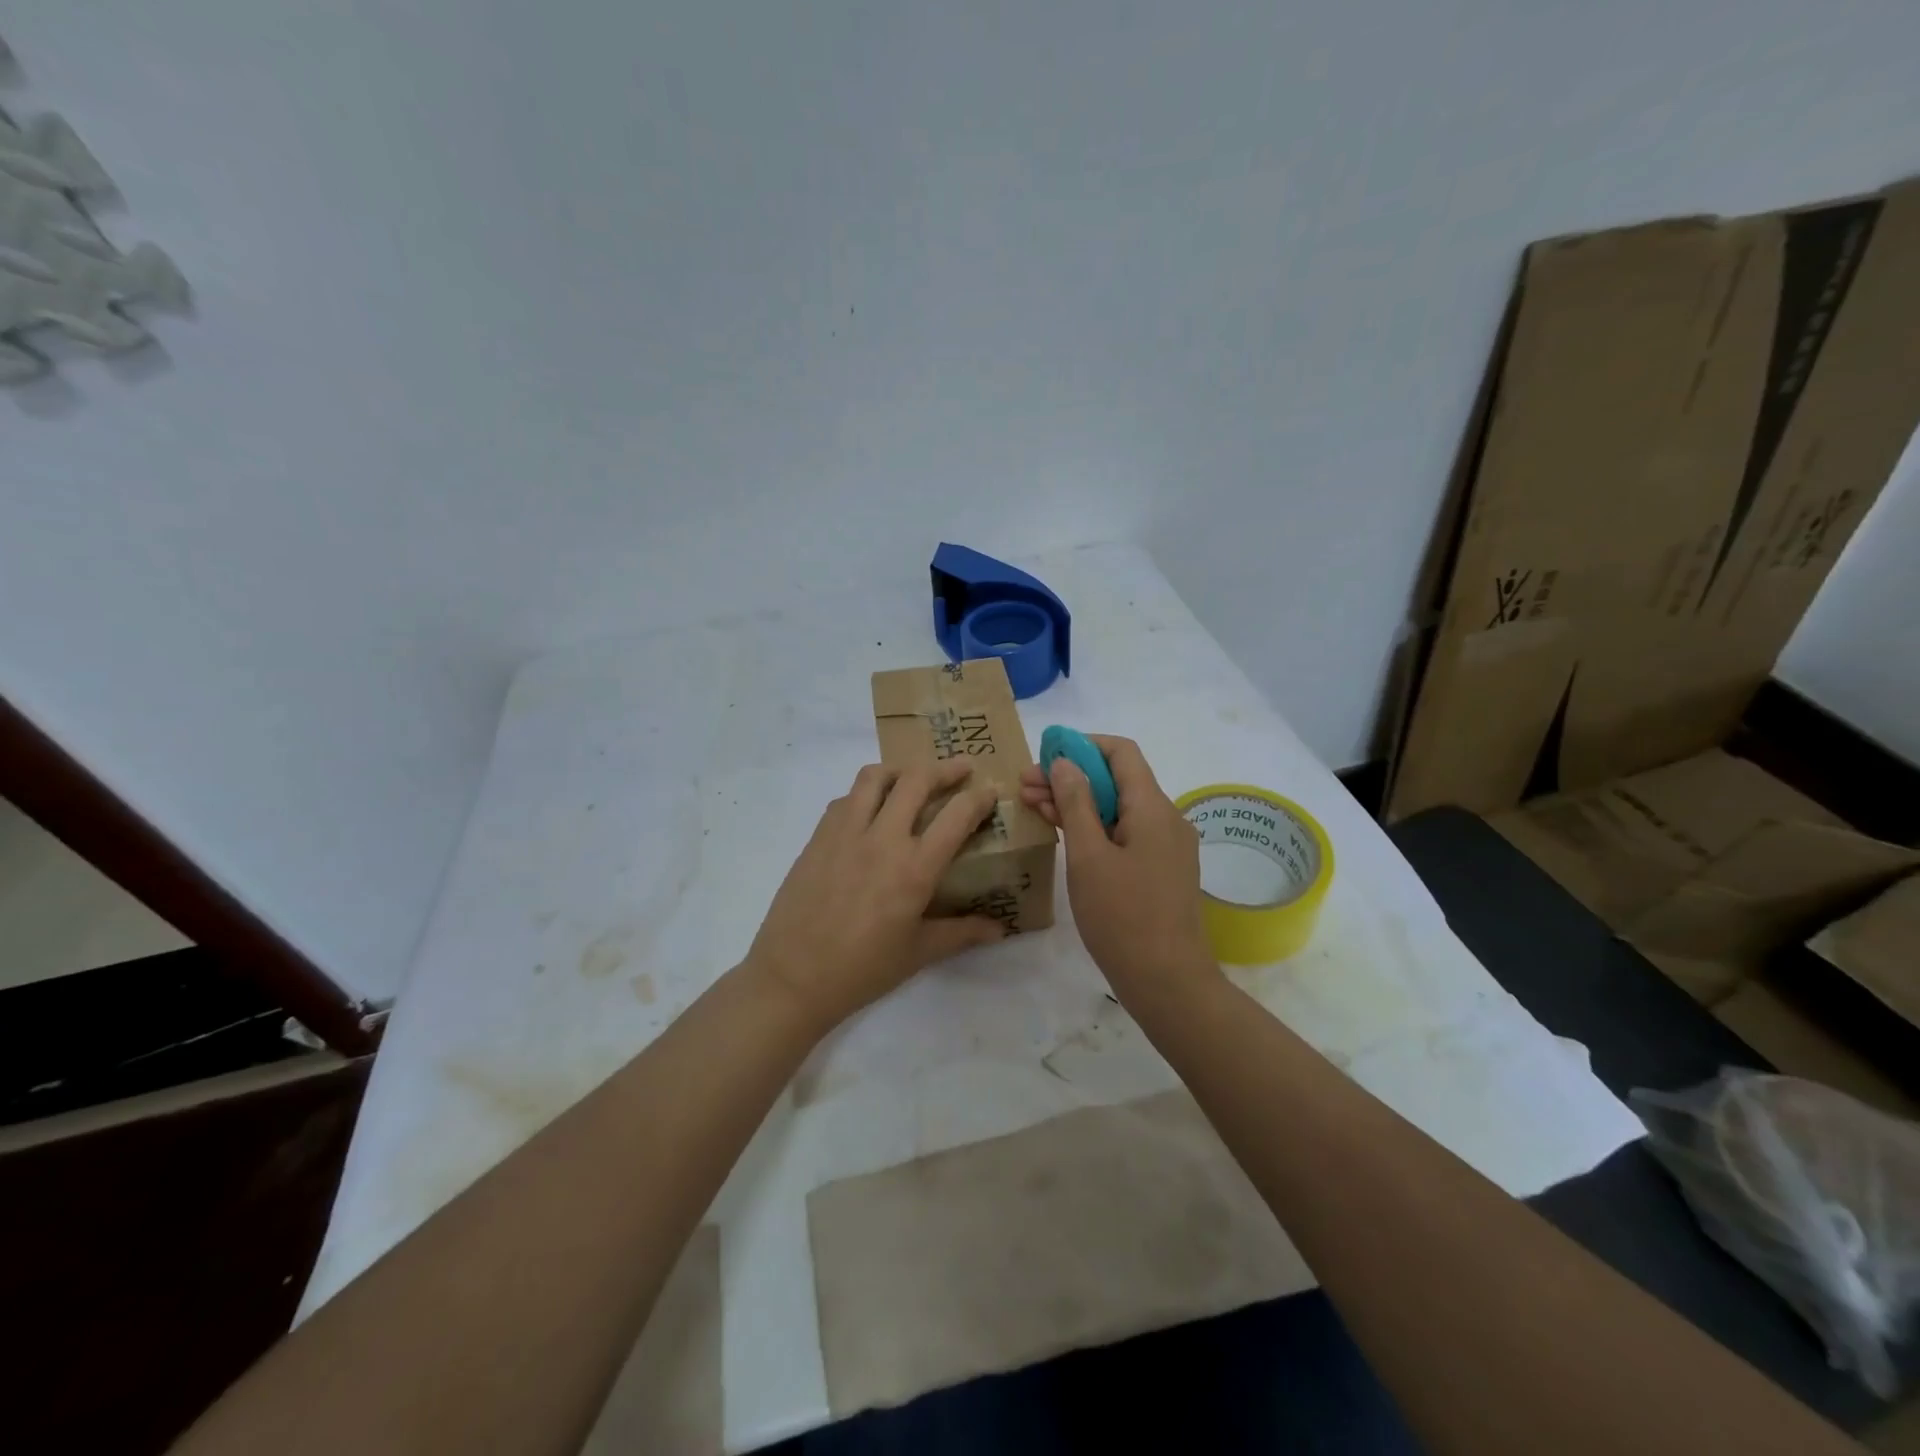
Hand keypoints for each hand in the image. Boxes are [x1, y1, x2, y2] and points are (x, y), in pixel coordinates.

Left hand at [745, 760, 1006, 1033]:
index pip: (957, 815)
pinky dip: (865, 794)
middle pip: (916, 780)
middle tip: (961, 768)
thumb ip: (962, 933)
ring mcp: (845, 833)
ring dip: (900, 770)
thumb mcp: (919, 953)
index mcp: (914, 868)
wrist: (793, 977)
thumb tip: (1000, 930)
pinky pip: (845, 799)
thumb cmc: (862, 970)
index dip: (979, 797)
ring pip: (874, 777)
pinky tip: (870, 812)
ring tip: (911, 779)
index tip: (991, 790)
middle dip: (945, 768)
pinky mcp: (818, 837)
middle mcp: (882, 839)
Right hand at [1019, 735, 1215, 1004]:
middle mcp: (1166, 819)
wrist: (1167, 982)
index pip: (1121, 753)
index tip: (1044, 755)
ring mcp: (1166, 846)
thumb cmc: (1122, 917)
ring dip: (1078, 803)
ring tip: (1032, 804)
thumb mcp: (1088, 856)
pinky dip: (1094, 827)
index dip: (1082, 746)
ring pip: (1118, 808)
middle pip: (1117, 780)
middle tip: (1024, 784)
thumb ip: (1076, 803)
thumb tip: (1065, 763)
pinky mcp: (1160, 870)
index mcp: (1153, 808)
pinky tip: (1062, 832)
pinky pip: (1125, 834)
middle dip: (1071, 777)